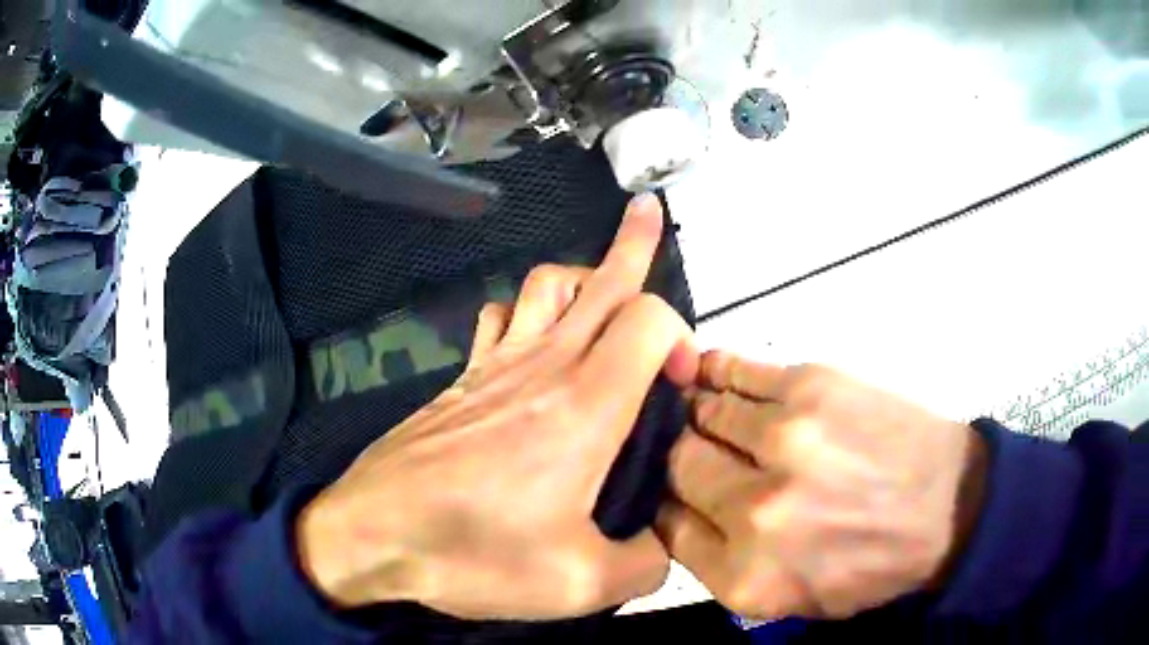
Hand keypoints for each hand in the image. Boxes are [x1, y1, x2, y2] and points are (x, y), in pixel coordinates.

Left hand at [296, 195, 698, 619]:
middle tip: (648, 212)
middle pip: (598, 281)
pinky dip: (527, 310)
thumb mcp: (577, 584)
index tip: (684, 382)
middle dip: (633, 243)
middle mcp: (543, 368)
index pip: (650, 320)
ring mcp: (495, 366)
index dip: (682, 335)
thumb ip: (642, 566)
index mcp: (585, 408)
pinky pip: (502, 317)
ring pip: (546, 285)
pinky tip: (532, 335)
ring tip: (603, 286)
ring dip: (582, 274)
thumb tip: (662, 550)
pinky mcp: (462, 379)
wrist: (374, 535)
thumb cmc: (473, 555)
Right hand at [656, 353, 986, 619]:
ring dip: (697, 412)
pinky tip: (710, 374)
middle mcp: (755, 510)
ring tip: (702, 410)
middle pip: (678, 465)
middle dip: (679, 459)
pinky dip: (715, 370)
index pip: (665, 526)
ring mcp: (783, 442)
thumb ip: (722, 567)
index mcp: (746, 575)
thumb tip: (677, 512)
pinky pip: (736, 370)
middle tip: (693, 451)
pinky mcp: (810, 388)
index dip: (665, 504)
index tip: (676, 493)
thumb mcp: (792, 601)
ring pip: (701, 413)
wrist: (950, 509)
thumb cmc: (872, 565)